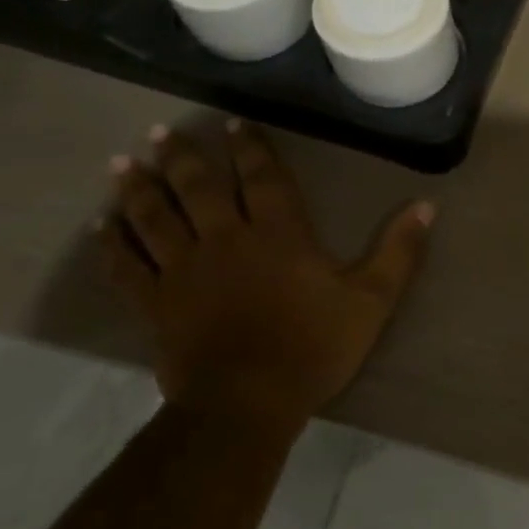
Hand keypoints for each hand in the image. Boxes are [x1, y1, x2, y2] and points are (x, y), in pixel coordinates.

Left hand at [105, 121, 431, 442]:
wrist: (247, 403)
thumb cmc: (313, 347)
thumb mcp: (371, 300)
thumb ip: (399, 251)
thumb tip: (427, 206)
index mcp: (278, 235)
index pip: (262, 179)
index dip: (250, 149)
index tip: (233, 124)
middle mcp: (225, 241)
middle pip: (198, 189)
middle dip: (183, 158)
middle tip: (162, 133)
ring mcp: (184, 272)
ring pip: (155, 219)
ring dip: (139, 190)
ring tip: (122, 164)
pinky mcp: (156, 304)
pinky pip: (127, 267)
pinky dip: (112, 245)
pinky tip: (101, 227)